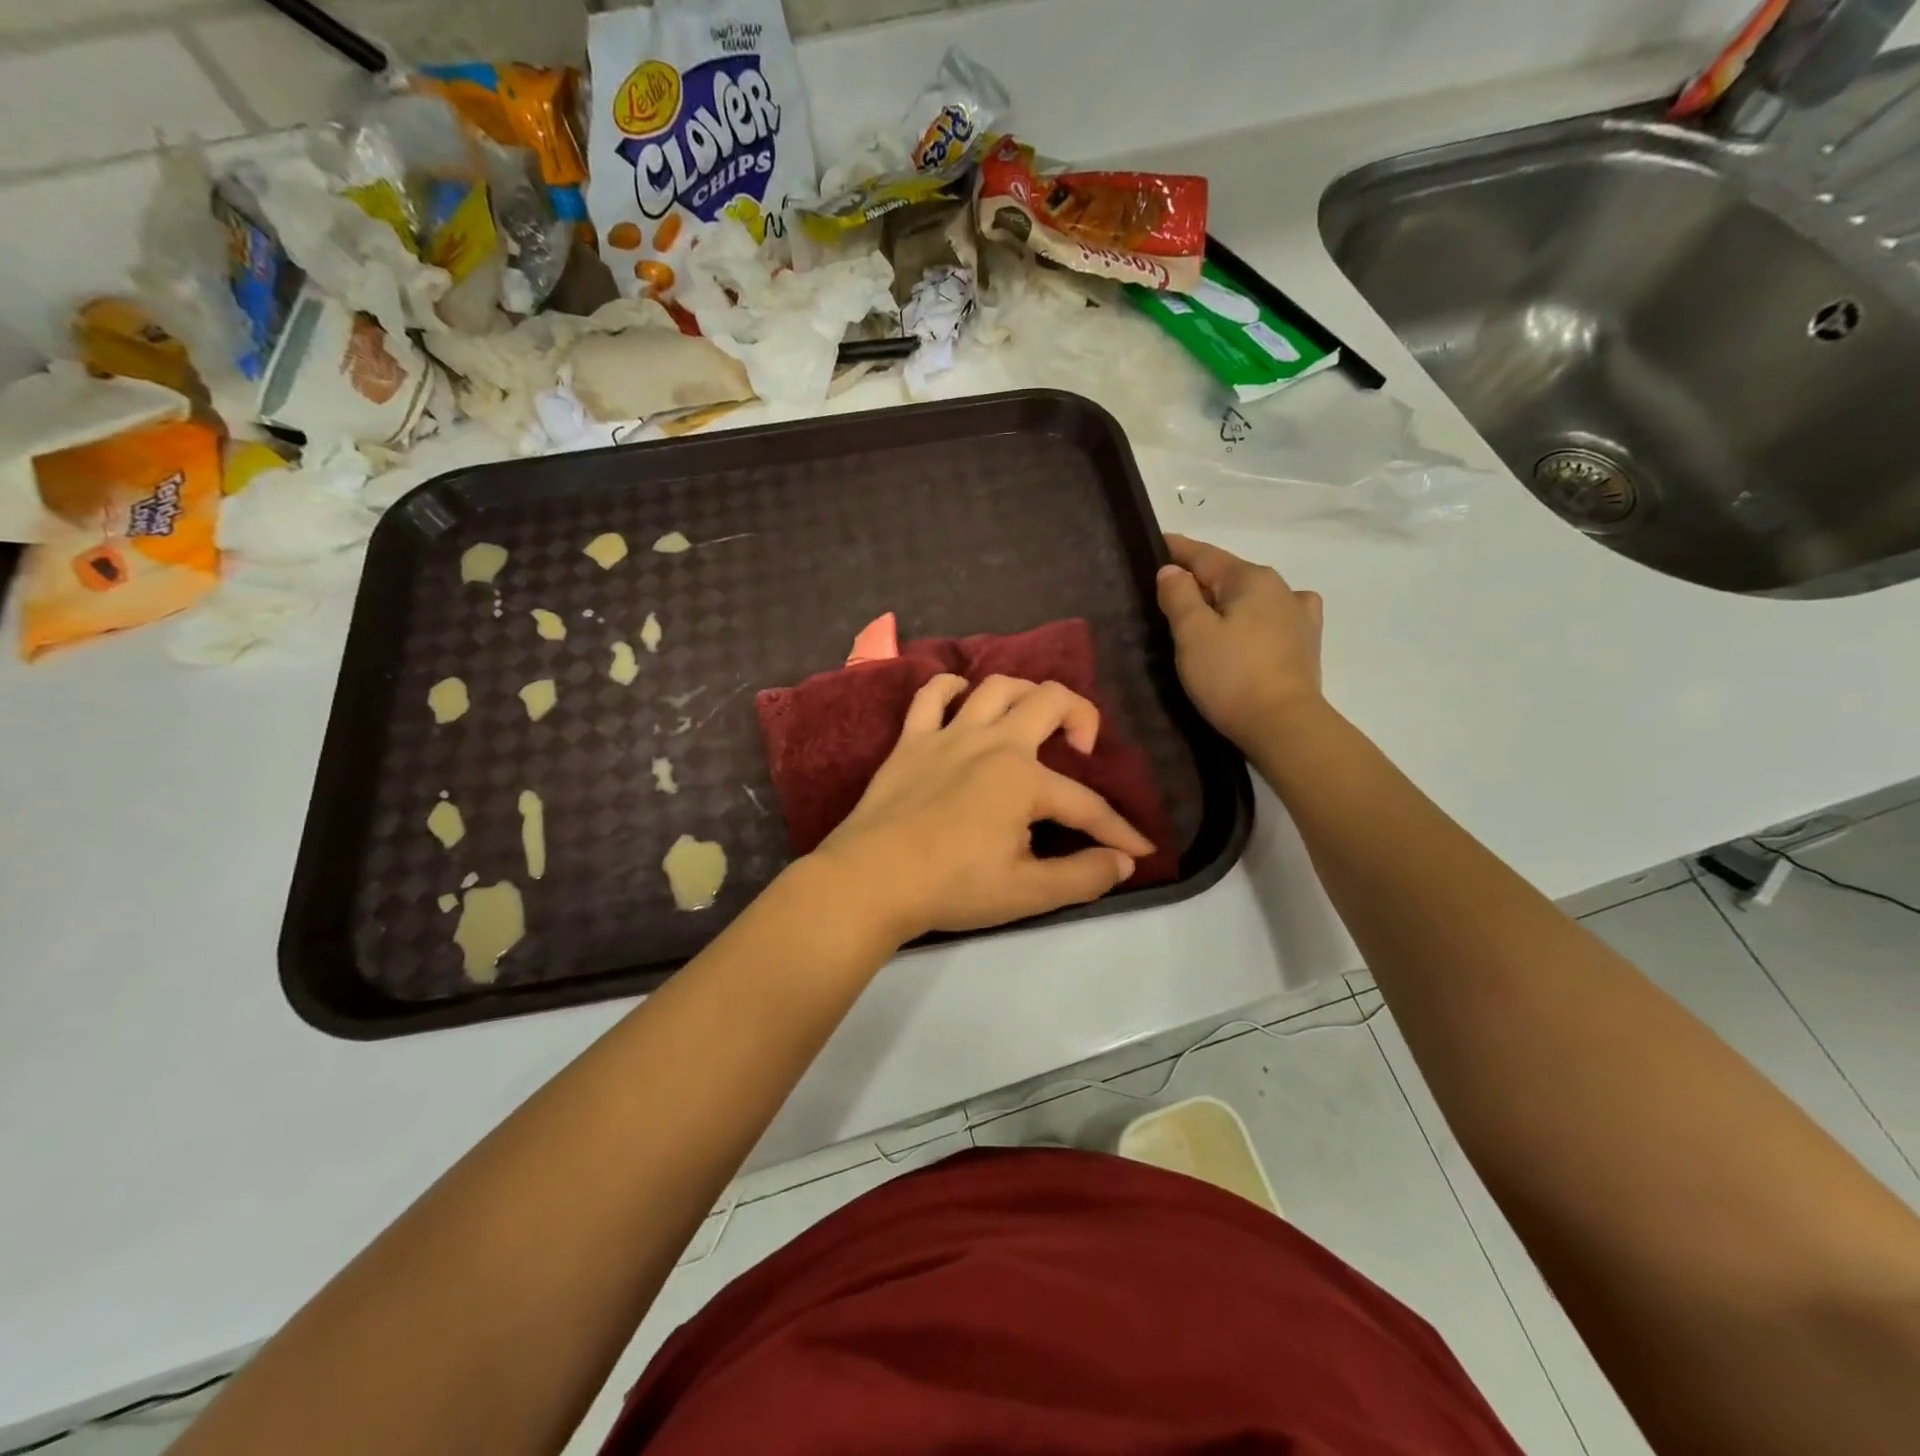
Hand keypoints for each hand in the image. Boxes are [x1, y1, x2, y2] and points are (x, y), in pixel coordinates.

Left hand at [813, 674, 1155, 944]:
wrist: (870, 880)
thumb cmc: (951, 886)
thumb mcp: (1027, 893)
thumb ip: (1082, 877)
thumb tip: (1123, 863)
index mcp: (1023, 779)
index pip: (1087, 805)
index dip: (1119, 831)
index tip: (1140, 851)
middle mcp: (992, 742)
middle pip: (1050, 701)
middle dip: (1083, 716)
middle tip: (1084, 750)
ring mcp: (948, 735)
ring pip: (996, 686)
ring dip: (1025, 692)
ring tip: (1033, 719)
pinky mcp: (910, 741)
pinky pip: (931, 695)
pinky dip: (950, 688)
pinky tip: (962, 699)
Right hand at [1156, 533, 1325, 752]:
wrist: (1283, 725)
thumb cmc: (1231, 676)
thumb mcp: (1192, 633)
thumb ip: (1179, 596)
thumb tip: (1172, 571)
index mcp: (1250, 578)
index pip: (1204, 555)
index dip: (1177, 549)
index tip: (1155, 541)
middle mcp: (1280, 587)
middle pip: (1229, 574)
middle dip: (1200, 578)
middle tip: (1168, 589)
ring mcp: (1298, 615)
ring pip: (1252, 596)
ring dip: (1228, 599)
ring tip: (1207, 612)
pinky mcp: (1305, 644)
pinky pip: (1275, 616)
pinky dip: (1257, 615)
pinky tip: (1256, 624)